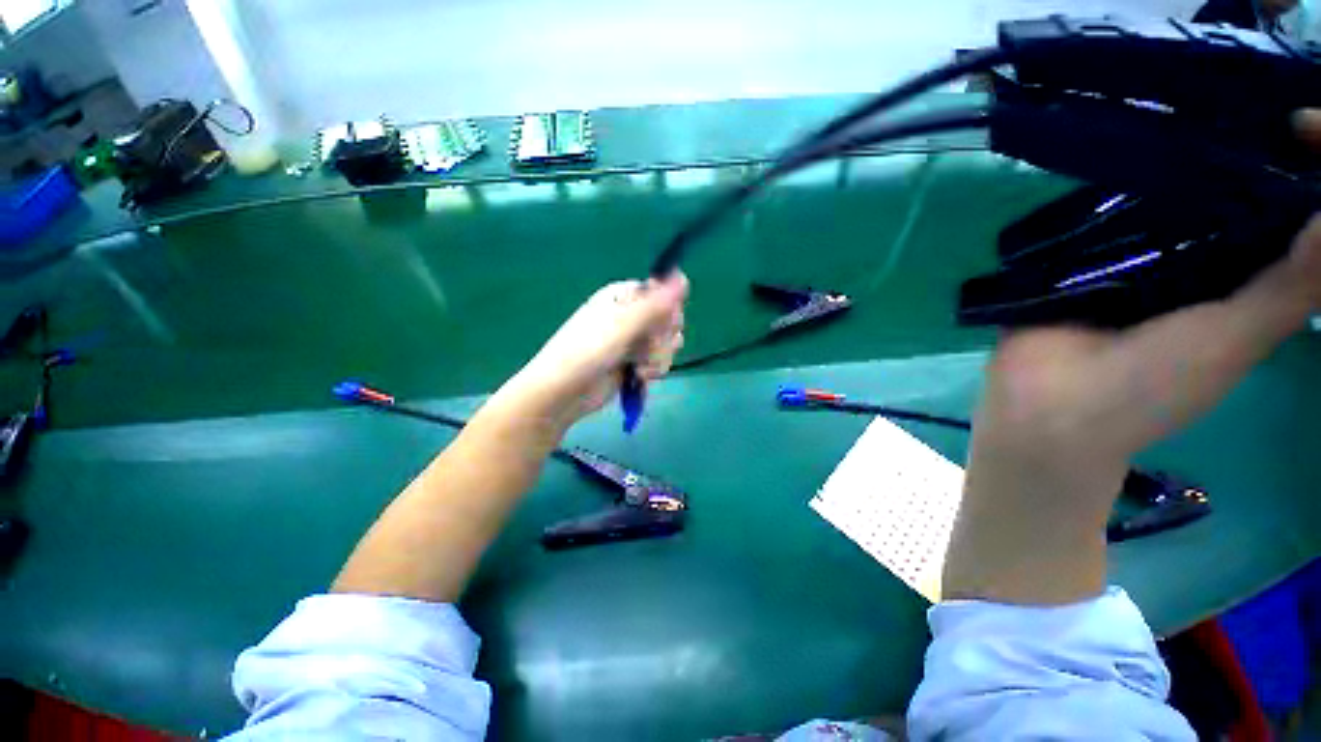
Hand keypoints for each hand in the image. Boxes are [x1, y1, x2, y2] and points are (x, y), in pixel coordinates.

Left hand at [506, 273, 687, 427]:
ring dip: (658, 359)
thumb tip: (683, 276)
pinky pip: (659, 361)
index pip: (663, 294)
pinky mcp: (636, 362)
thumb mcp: (623, 325)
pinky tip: (638, 378)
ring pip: (667, 344)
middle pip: (669, 320)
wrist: (565, 391)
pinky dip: (652, 371)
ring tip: (638, 368)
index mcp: (624, 297)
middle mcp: (631, 316)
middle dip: (663, 339)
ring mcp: (634, 341)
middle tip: (646, 347)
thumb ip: (655, 304)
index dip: (668, 311)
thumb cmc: (588, 351)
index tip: (663, 324)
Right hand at [943, 113, 1320, 603]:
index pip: (1293, 215)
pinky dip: (1122, 177)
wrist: (1044, 407)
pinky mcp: (1081, 252)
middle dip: (1250, 150)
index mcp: (1247, 282)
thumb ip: (1292, 286)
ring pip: (1174, 192)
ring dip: (1186, 156)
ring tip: (1190, 110)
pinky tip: (1129, 144)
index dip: (1309, 169)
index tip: (1300, 127)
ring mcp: (1136, 253)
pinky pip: (1110, 204)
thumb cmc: (1149, 389)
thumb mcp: (1234, 341)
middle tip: (1248, 105)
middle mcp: (1200, 260)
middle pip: (1237, 191)